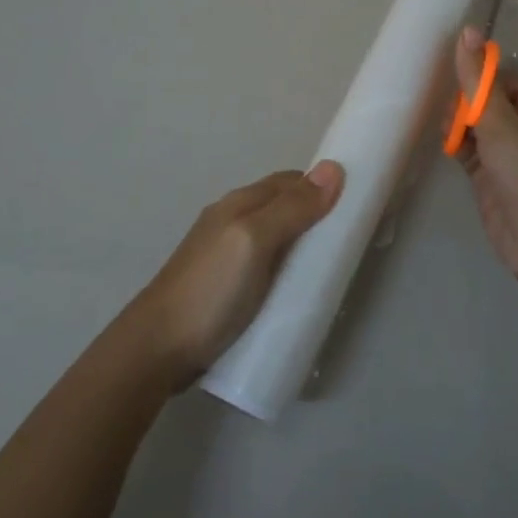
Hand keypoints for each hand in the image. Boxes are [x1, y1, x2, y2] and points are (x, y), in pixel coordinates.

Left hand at [129, 163, 344, 386]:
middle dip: (318, 218)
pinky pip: (268, 268)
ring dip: (304, 248)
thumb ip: (292, 208)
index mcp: (241, 203)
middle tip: (352, 243)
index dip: (324, 187)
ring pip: (278, 240)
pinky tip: (299, 293)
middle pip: (286, 209)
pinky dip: (289, 273)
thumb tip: (333, 168)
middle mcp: (233, 221)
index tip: (359, 205)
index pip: (292, 181)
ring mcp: (227, 256)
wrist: (158, 349)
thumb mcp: (254, 242)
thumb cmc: (210, 290)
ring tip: (332, 271)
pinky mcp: (227, 288)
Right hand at [453, 27, 517, 289]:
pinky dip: (457, 146)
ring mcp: (507, 158)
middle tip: (450, 113)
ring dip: (458, 124)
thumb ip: (479, 80)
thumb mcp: (501, 122)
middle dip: (465, 102)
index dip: (481, 78)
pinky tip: (443, 144)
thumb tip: (466, 30)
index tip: (456, 81)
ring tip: (444, 129)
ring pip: (477, 129)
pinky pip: (470, 153)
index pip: (505, 81)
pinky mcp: (490, 181)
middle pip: (488, 104)